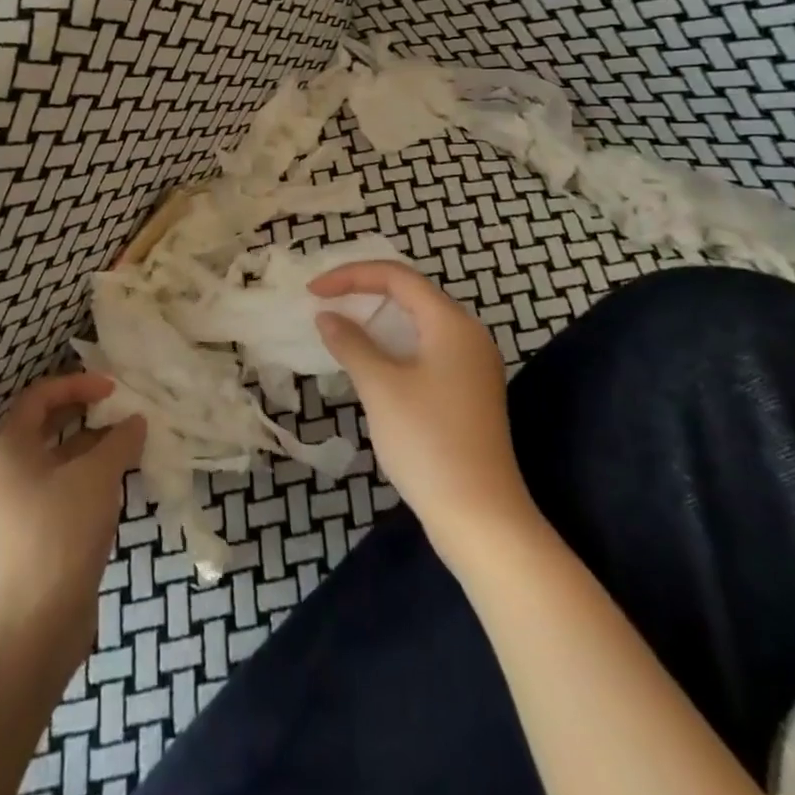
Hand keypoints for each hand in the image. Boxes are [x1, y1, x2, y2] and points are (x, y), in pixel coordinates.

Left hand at [0, 374, 145, 638]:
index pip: (39, 396)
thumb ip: (119, 440)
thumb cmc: (63, 529)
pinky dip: (87, 476)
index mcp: (11, 448)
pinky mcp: (33, 532)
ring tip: (127, 444)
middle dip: (84, 412)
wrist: (39, 619)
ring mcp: (19, 504)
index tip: (111, 388)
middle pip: (46, 426)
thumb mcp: (98, 475)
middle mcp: (8, 470)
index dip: (76, 384)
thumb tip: (135, 421)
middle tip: (118, 409)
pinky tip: (117, 481)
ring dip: (90, 446)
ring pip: (57, 459)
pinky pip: (61, 487)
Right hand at [310, 262, 537, 562]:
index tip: (313, 292)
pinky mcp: (467, 391)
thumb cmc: (428, 442)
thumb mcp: (381, 387)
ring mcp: (471, 365)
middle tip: (324, 303)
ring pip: (417, 323)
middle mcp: (467, 335)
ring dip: (376, 319)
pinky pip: (424, 348)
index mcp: (451, 323)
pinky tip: (369, 361)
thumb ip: (351, 343)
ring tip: (339, 327)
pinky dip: (392, 344)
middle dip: (363, 292)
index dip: (351, 276)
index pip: (397, 277)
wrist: (481, 518)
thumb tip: (327, 317)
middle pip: (410, 294)